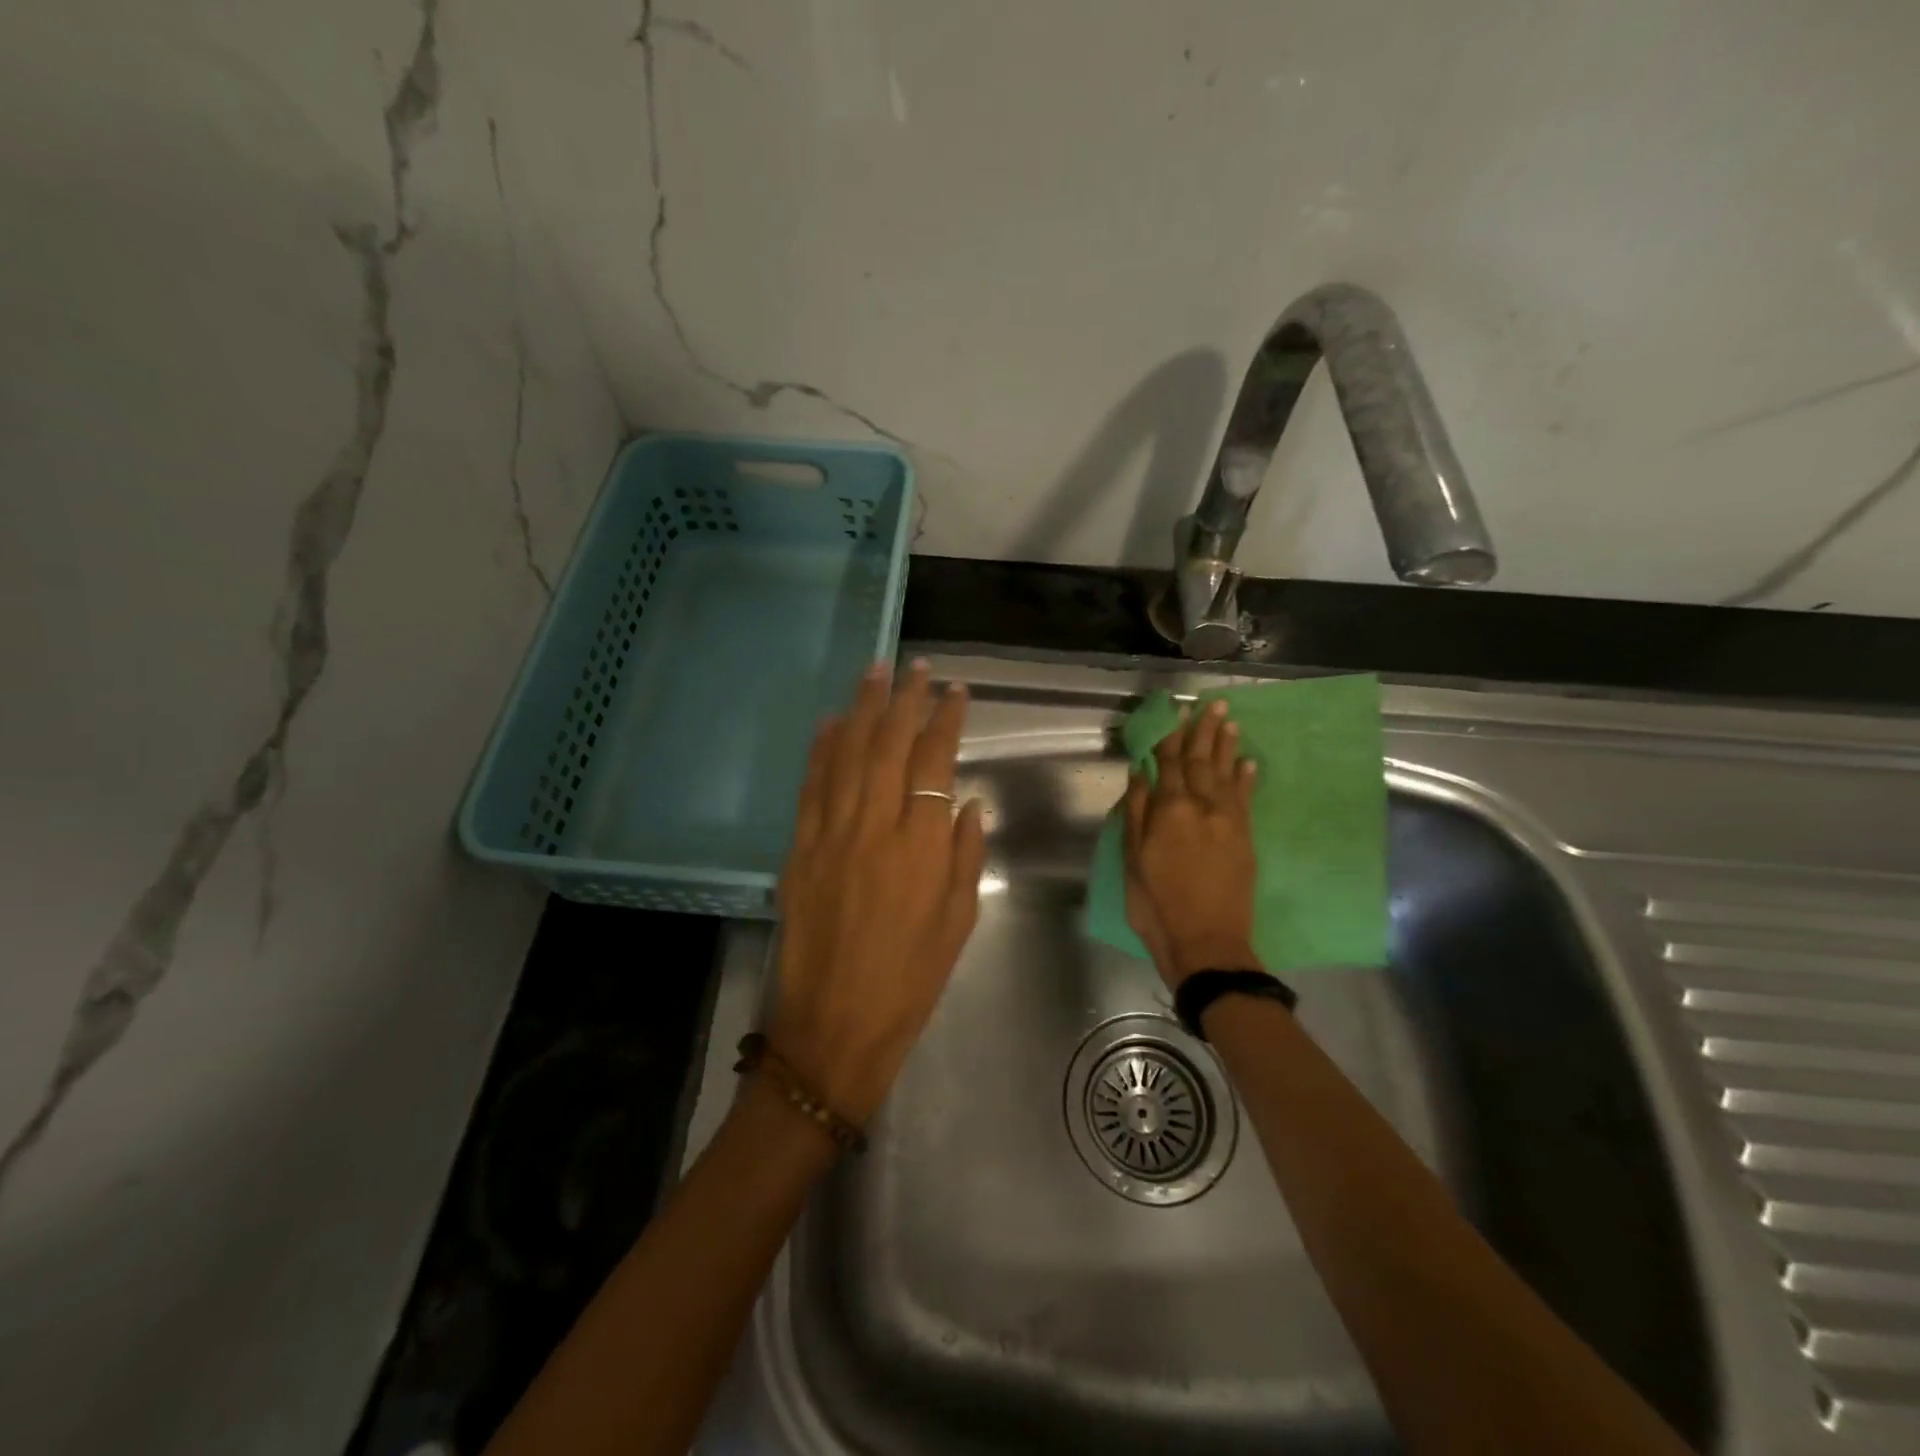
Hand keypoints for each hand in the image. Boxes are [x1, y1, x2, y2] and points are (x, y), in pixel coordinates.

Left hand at [768, 660, 986, 1125]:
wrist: (834, 1025)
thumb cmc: (910, 980)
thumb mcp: (958, 923)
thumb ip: (966, 857)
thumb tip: (967, 804)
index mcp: (922, 848)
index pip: (936, 763)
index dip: (946, 720)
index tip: (955, 691)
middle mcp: (875, 829)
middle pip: (889, 747)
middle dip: (905, 700)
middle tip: (915, 665)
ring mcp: (831, 835)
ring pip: (848, 756)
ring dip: (863, 709)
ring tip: (874, 672)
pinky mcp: (799, 849)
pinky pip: (811, 788)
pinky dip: (821, 750)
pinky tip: (830, 722)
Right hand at [1123, 699, 1260, 989]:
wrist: (1207, 943)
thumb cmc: (1157, 905)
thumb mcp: (1134, 861)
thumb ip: (1137, 814)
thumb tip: (1139, 773)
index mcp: (1169, 811)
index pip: (1169, 763)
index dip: (1170, 736)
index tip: (1175, 711)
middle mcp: (1201, 807)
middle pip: (1201, 761)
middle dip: (1204, 731)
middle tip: (1213, 703)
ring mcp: (1228, 821)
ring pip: (1226, 774)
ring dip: (1227, 745)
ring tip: (1230, 720)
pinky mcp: (1246, 838)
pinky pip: (1246, 799)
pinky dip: (1247, 778)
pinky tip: (1249, 761)